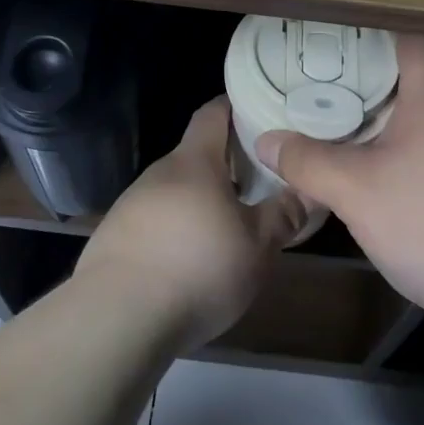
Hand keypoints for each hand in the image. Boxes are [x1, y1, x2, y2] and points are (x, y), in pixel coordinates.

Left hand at [78, 98, 305, 350]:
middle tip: (257, 183)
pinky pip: (154, 222)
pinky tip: (189, 263)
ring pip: (175, 192)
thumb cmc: (198, 268)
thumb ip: (284, 214)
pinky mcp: (114, 238)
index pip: (213, 113)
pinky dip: (175, 231)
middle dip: (225, 165)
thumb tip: (308, 190)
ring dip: (200, 202)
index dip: (234, 107)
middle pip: (196, 156)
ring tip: (227, 229)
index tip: (259, 112)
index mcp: (194, 161)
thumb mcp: (257, 246)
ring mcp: (131, 204)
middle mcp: (159, 173)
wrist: (117, 317)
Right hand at [256, 34, 423, 319]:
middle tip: (331, 70)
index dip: (376, 26)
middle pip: (420, 69)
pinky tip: (377, 160)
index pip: (412, 35)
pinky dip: (404, 136)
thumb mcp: (354, 190)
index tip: (338, 32)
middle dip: (376, 66)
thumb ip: (307, 162)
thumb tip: (266, 140)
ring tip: (346, 109)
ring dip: (391, 105)